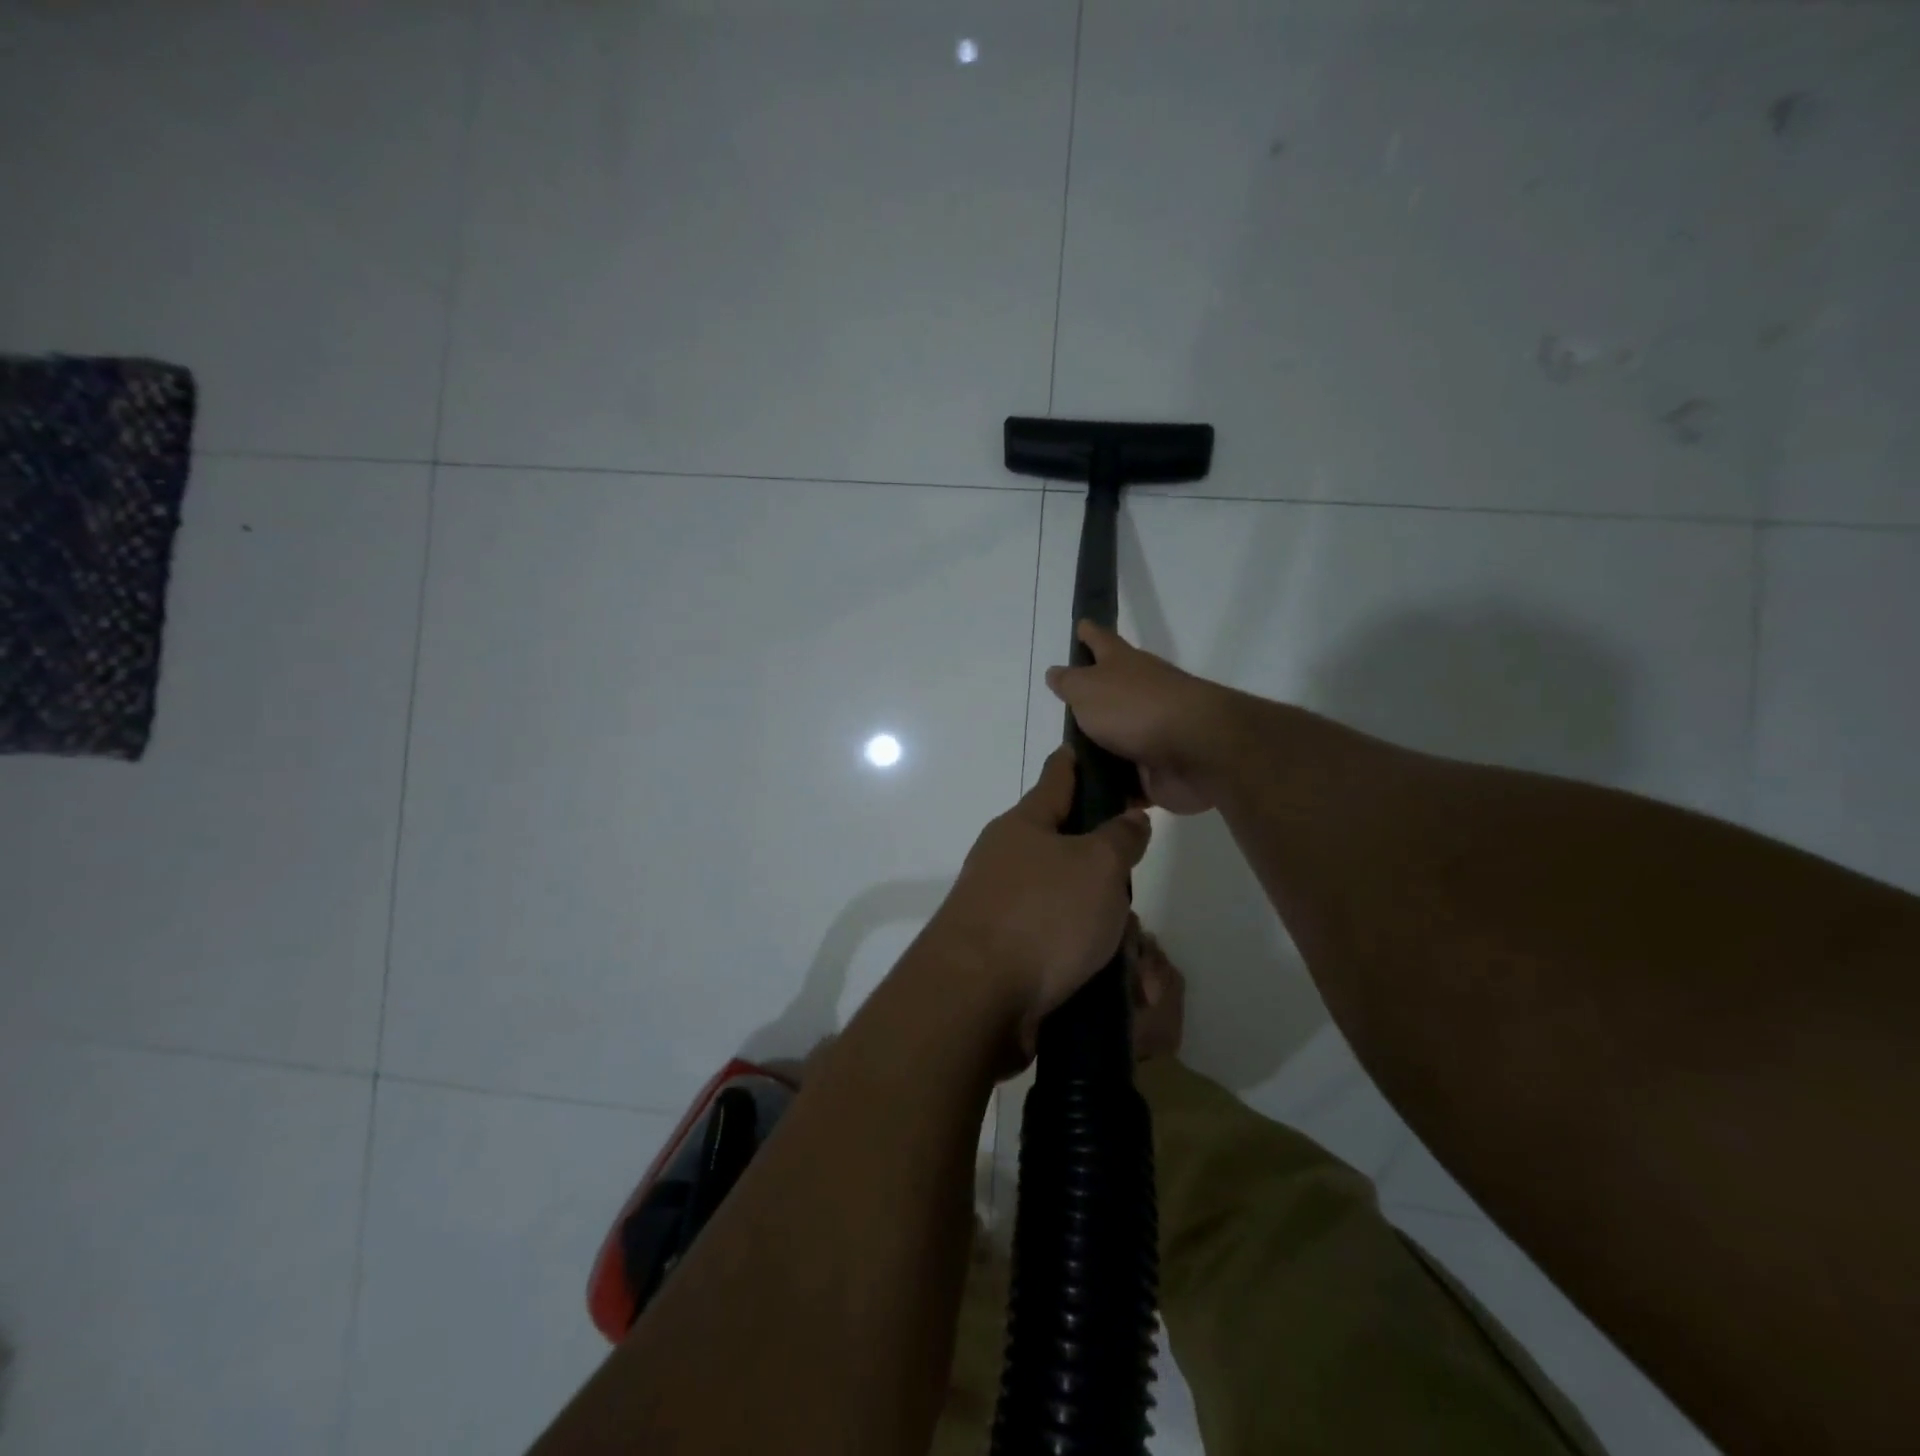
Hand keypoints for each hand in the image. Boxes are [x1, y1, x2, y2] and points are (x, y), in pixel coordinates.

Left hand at [928, 748, 1150, 1057]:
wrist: (976, 999)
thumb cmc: (1041, 915)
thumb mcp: (1098, 866)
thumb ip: (1120, 837)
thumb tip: (1128, 819)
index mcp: (1025, 824)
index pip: (1058, 775)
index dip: (1082, 760)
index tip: (1100, 748)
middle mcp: (1008, 859)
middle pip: (1069, 848)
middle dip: (1106, 868)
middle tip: (1134, 885)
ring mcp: (1003, 906)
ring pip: (1070, 902)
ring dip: (1102, 922)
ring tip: (1133, 951)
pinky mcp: (1006, 952)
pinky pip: (1059, 943)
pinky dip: (1086, 955)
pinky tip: (1112, 977)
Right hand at [1044, 622, 1238, 813]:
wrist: (1195, 751)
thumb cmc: (1134, 708)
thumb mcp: (1087, 689)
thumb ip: (1069, 683)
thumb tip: (1055, 673)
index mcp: (1123, 666)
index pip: (1101, 641)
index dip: (1089, 634)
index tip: (1081, 624)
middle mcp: (1140, 695)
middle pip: (1110, 695)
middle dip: (1090, 703)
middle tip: (1062, 715)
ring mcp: (1152, 734)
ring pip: (1117, 742)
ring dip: (1098, 754)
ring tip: (1064, 769)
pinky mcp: (1157, 770)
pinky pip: (1127, 782)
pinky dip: (1113, 790)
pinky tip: (1087, 798)